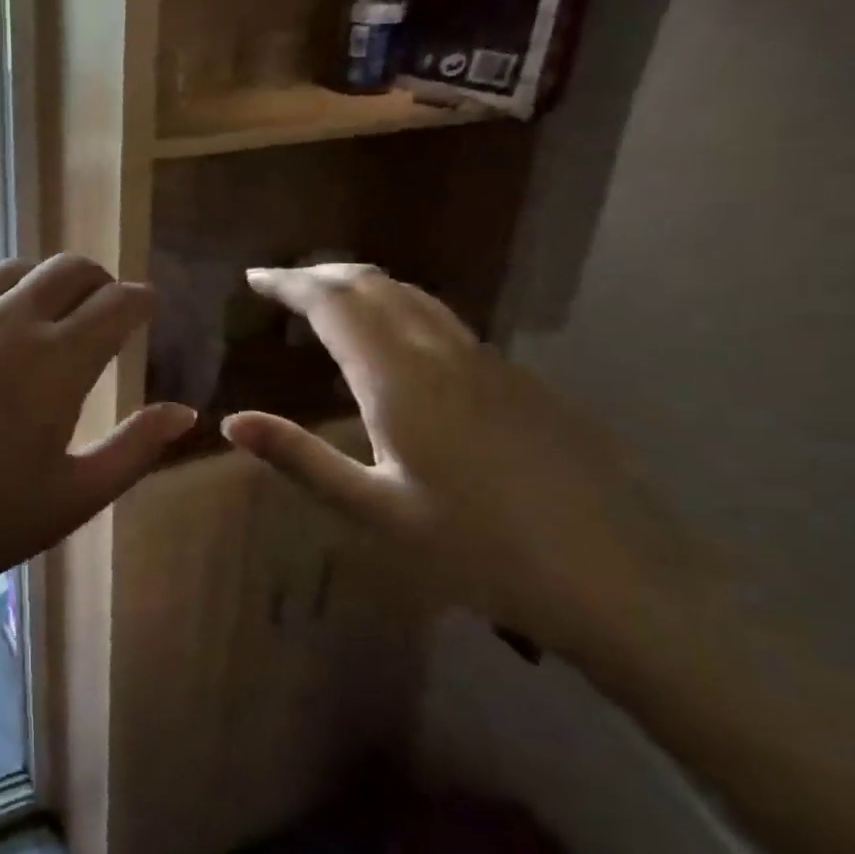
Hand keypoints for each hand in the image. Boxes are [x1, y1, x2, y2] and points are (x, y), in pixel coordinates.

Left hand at [0, 255, 195, 602]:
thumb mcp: (69, 499)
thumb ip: (133, 450)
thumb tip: (185, 412)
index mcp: (57, 360)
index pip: (118, 304)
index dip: (142, 300)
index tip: (150, 307)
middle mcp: (9, 320)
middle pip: (68, 269)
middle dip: (99, 279)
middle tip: (105, 305)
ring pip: (13, 269)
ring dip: (42, 280)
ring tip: (46, 309)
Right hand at [222, 264, 679, 653]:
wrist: (622, 579)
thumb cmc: (480, 551)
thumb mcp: (375, 512)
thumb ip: (300, 458)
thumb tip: (232, 422)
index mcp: (399, 379)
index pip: (332, 303)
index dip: (289, 283)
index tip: (254, 278)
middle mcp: (442, 352)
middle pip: (373, 284)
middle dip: (321, 274)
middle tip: (282, 284)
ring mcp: (489, 362)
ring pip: (413, 296)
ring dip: (363, 286)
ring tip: (329, 302)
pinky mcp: (520, 380)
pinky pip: (443, 321)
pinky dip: (400, 310)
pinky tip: (396, 345)